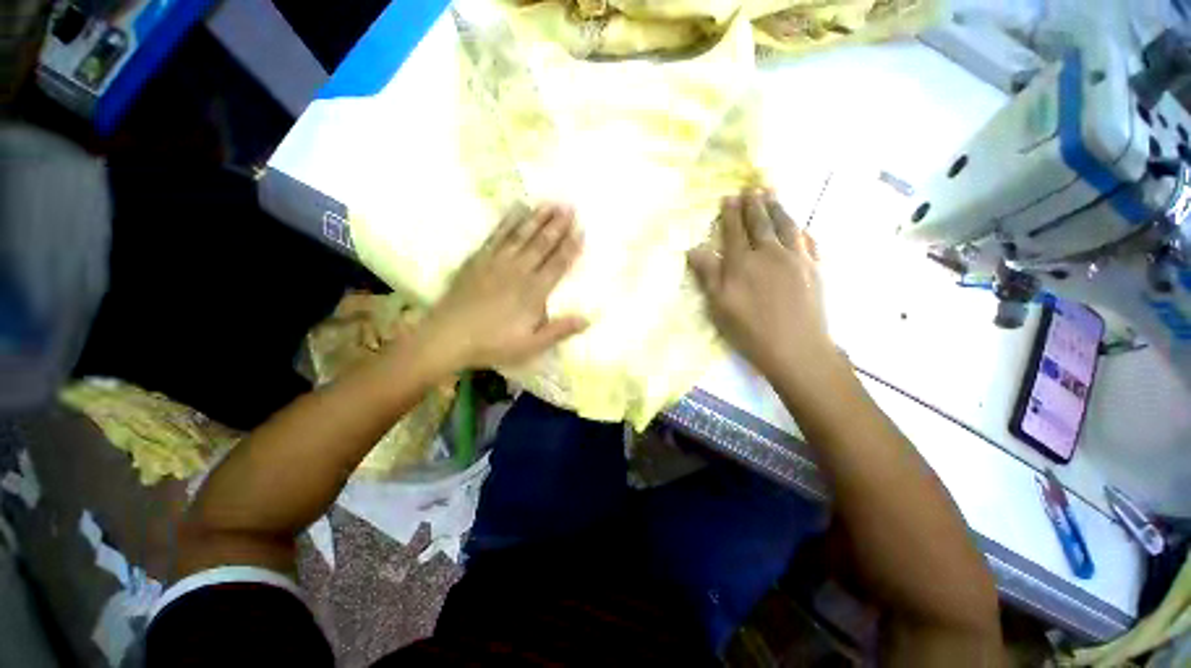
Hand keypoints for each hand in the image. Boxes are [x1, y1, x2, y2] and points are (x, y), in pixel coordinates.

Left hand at [419, 203, 587, 371]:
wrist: (448, 336)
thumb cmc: (494, 343)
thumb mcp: (532, 345)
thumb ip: (560, 330)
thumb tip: (590, 318)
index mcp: (534, 292)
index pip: (558, 264)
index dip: (571, 247)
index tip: (582, 229)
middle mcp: (518, 271)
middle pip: (542, 244)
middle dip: (557, 225)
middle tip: (570, 207)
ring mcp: (497, 262)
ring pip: (521, 235)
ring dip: (537, 218)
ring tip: (550, 203)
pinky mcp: (478, 259)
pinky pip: (496, 235)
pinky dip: (508, 221)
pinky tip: (516, 210)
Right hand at [687, 190, 835, 378]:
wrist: (795, 348)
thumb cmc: (749, 330)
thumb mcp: (719, 305)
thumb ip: (708, 274)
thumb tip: (694, 249)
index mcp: (742, 263)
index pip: (734, 231)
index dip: (731, 213)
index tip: (730, 196)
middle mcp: (769, 254)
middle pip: (760, 223)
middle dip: (754, 204)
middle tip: (752, 188)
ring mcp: (795, 259)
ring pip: (786, 226)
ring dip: (778, 208)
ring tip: (773, 195)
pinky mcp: (814, 269)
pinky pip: (808, 241)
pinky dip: (801, 230)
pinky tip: (800, 227)